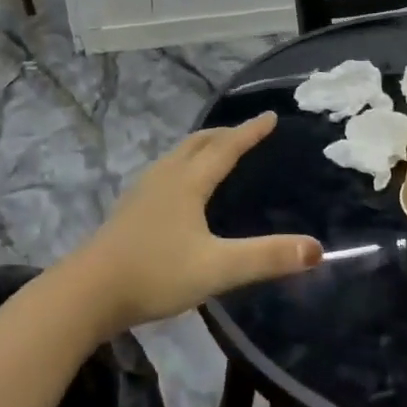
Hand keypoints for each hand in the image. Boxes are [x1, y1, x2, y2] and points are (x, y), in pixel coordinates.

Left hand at [67, 113, 320, 333]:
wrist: (90, 290)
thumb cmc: (156, 273)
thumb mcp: (217, 268)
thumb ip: (266, 257)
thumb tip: (316, 248)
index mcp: (188, 182)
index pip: (226, 148)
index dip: (250, 132)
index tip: (270, 116)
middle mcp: (165, 176)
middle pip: (198, 143)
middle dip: (225, 134)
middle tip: (246, 132)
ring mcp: (143, 190)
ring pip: (178, 155)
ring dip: (202, 146)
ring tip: (217, 151)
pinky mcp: (130, 208)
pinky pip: (166, 171)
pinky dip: (184, 164)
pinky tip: (181, 187)